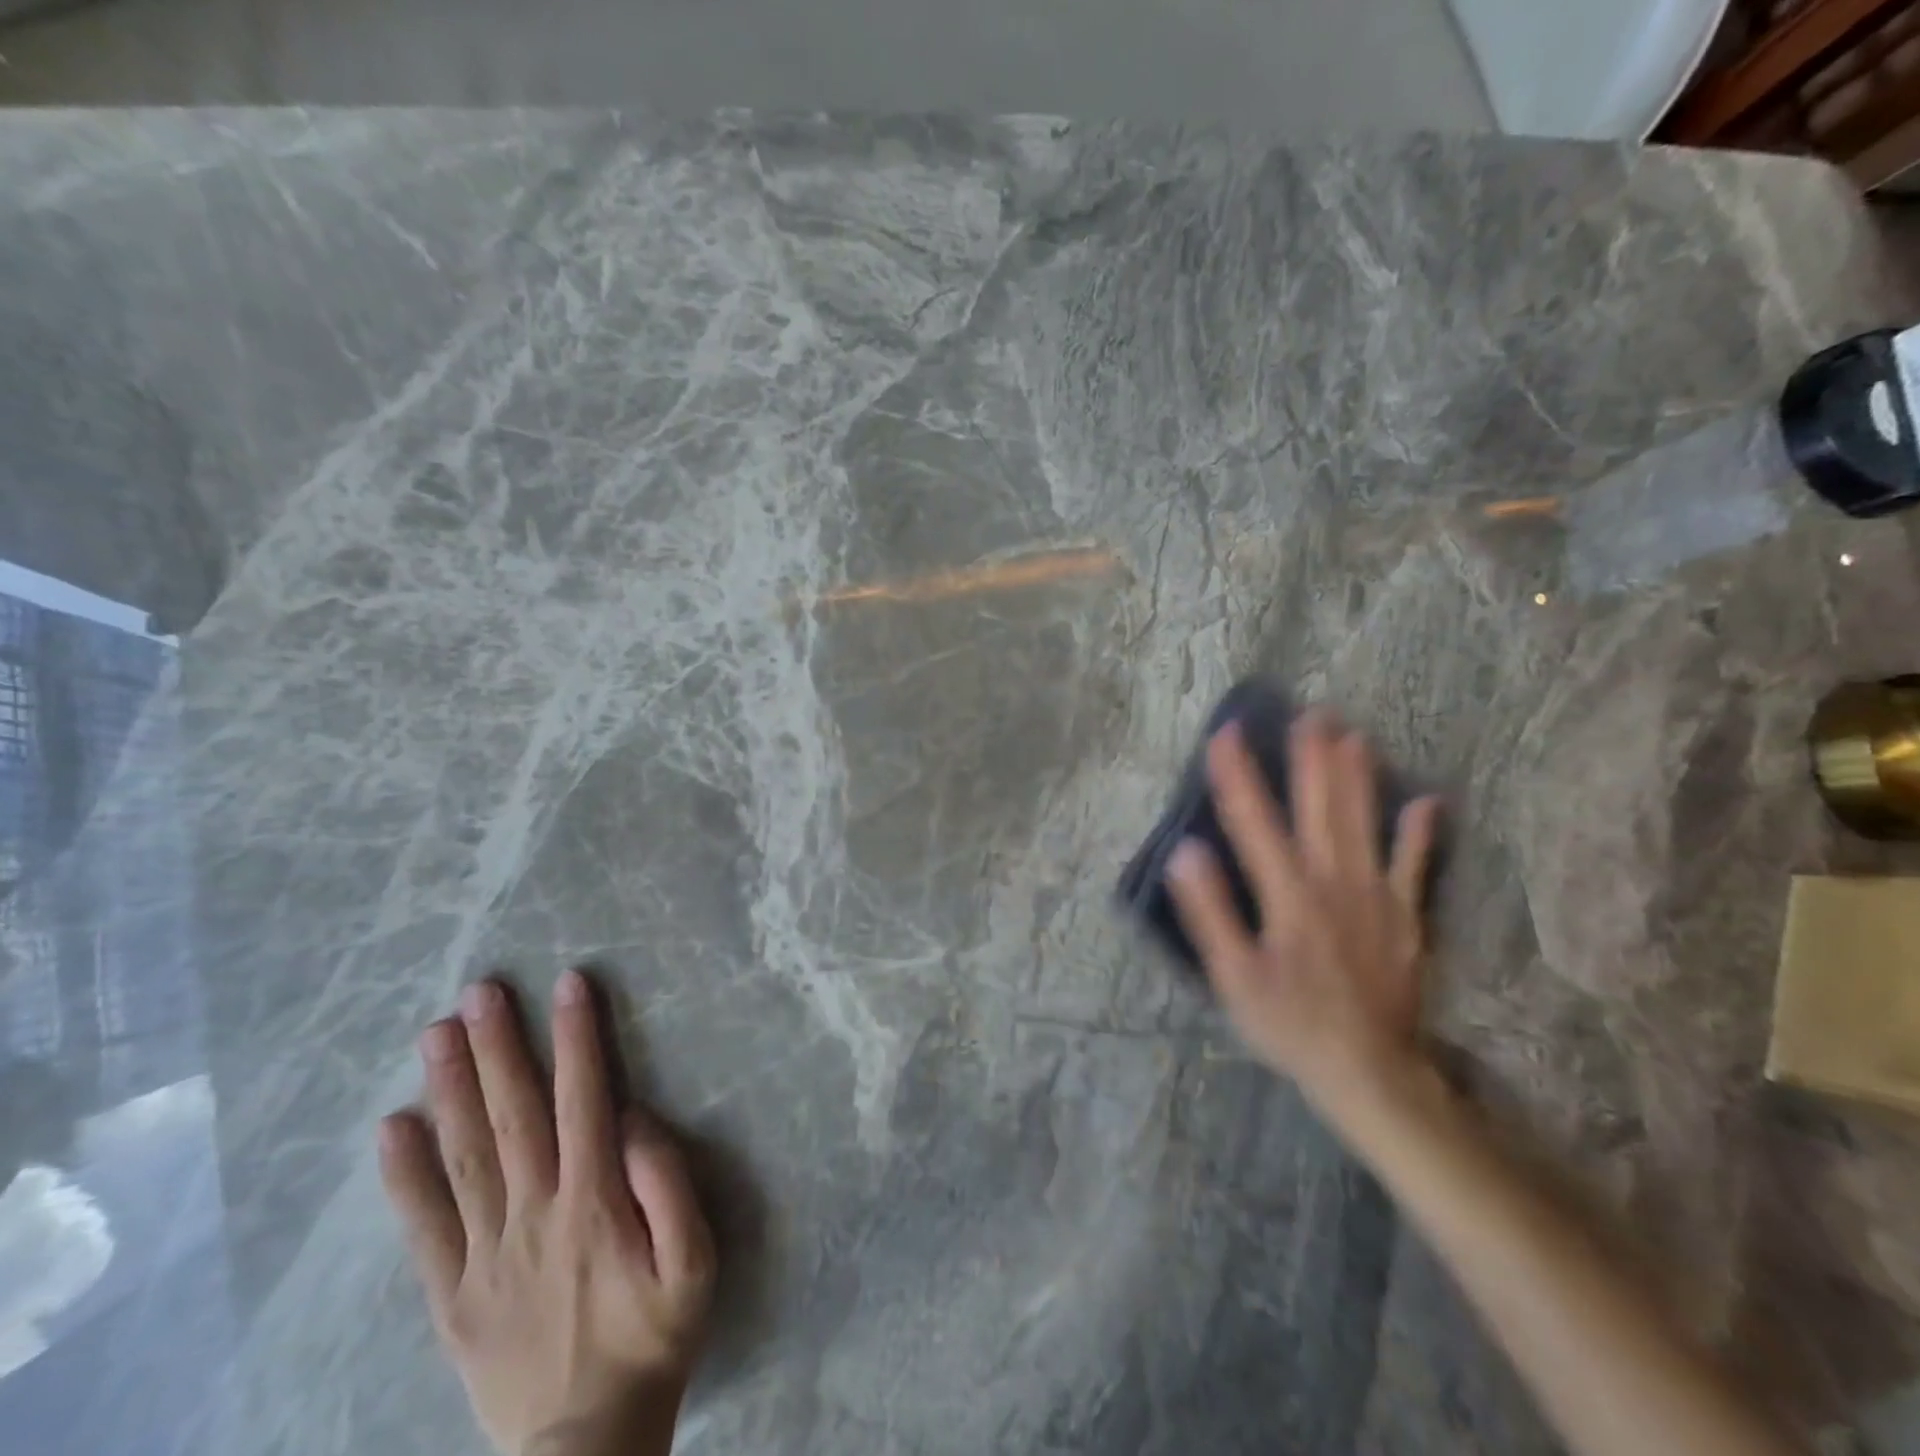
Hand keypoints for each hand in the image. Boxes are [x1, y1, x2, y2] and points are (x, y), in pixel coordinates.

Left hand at [378, 969, 715, 1455]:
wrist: (587, 1446)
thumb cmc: (654, 1336)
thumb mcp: (696, 1259)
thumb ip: (668, 1182)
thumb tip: (633, 1117)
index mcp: (594, 1200)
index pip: (584, 1098)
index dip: (578, 1036)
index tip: (569, 983)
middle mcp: (535, 1212)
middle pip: (514, 1114)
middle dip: (500, 1046)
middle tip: (481, 991)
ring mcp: (487, 1253)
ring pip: (466, 1155)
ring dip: (452, 1089)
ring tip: (437, 1032)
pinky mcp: (453, 1294)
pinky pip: (425, 1226)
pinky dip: (405, 1175)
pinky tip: (393, 1128)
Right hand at [1168, 711, 1442, 1122]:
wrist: (1370, 1071)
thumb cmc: (1289, 1022)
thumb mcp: (1233, 975)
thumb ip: (1211, 911)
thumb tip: (1187, 851)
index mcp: (1288, 893)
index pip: (1255, 821)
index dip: (1238, 774)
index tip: (1225, 733)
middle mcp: (1333, 881)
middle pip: (1320, 808)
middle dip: (1311, 758)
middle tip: (1310, 713)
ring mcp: (1376, 896)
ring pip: (1365, 823)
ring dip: (1357, 777)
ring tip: (1353, 734)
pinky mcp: (1405, 916)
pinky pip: (1414, 865)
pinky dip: (1420, 832)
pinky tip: (1427, 802)